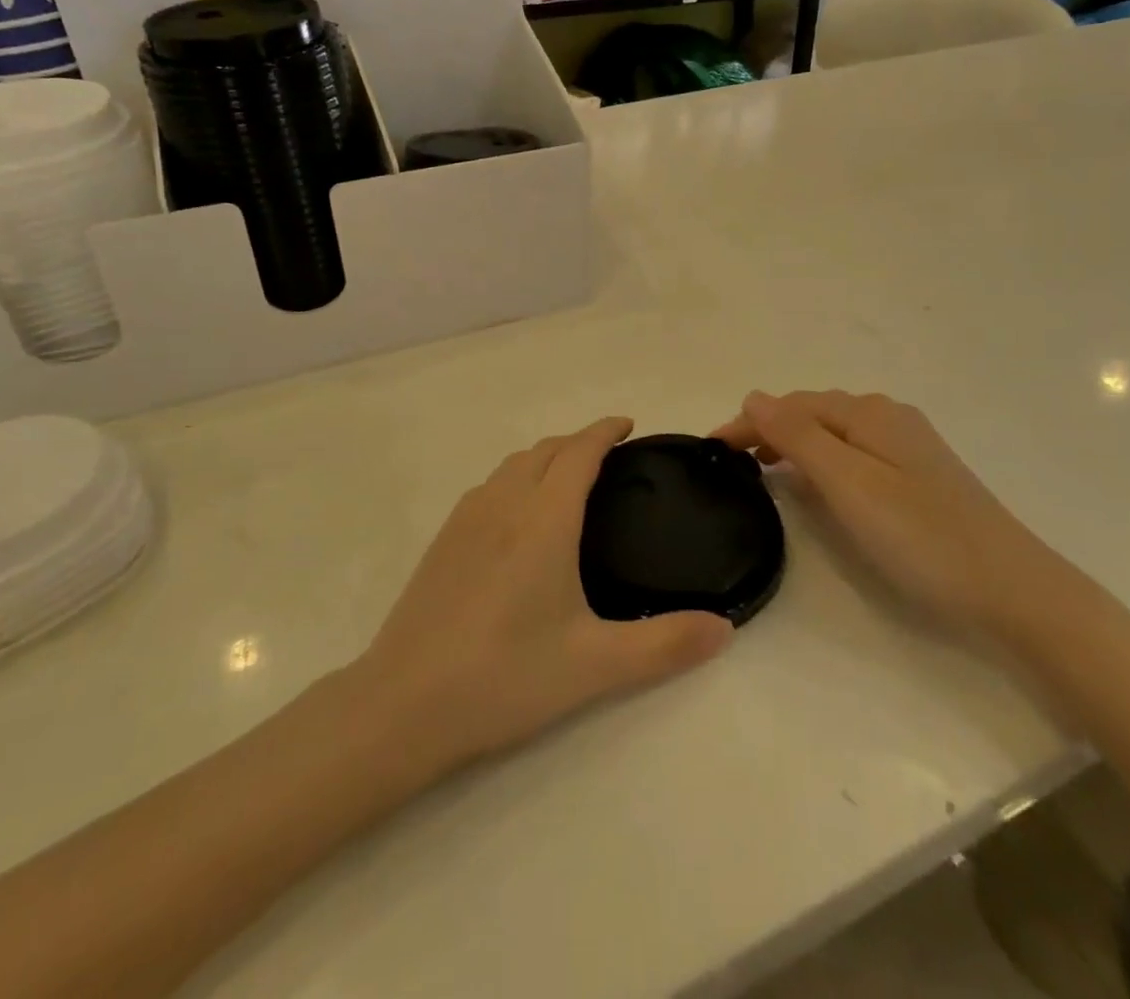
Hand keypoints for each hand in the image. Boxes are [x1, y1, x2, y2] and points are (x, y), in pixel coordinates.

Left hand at [359, 417, 733, 767]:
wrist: (404, 704)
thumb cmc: (506, 675)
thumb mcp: (595, 665)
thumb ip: (665, 645)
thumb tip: (725, 629)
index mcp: (543, 519)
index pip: (578, 452)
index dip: (604, 431)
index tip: (627, 425)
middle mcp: (503, 504)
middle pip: (544, 450)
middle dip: (577, 441)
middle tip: (608, 455)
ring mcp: (465, 519)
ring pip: (512, 465)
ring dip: (544, 457)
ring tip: (567, 478)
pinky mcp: (442, 541)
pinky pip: (488, 487)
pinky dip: (516, 478)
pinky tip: (518, 516)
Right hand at [713, 390, 1067, 641]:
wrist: (1013, 590)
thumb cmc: (920, 537)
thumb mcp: (848, 483)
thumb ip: (798, 436)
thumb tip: (754, 396)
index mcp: (869, 413)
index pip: (791, 406)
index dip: (748, 422)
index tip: (710, 449)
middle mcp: (888, 416)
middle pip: (813, 413)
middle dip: (769, 429)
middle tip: (732, 463)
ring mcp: (909, 445)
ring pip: (834, 432)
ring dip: (794, 443)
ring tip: (763, 468)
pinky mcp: (921, 474)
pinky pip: (855, 452)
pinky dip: (823, 459)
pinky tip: (818, 482)